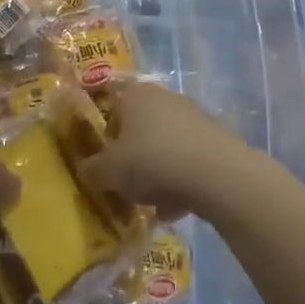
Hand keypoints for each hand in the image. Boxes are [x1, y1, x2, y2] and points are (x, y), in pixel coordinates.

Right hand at [78, 81, 261, 221]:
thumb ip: (91, 169)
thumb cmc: (152, 162)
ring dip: (157, 173)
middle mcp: (164, 98)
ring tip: (153, 205)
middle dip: (133, 156)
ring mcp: (194, 117)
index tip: (105, 161)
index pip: (111, 106)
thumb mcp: (108, 172)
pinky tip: (177, 208)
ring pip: (165, 146)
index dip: (105, 135)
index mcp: (135, 95)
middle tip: (126, 183)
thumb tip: (86, 170)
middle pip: (140, 128)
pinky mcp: (216, 139)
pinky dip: (181, 181)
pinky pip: (188, 160)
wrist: (218, 175)